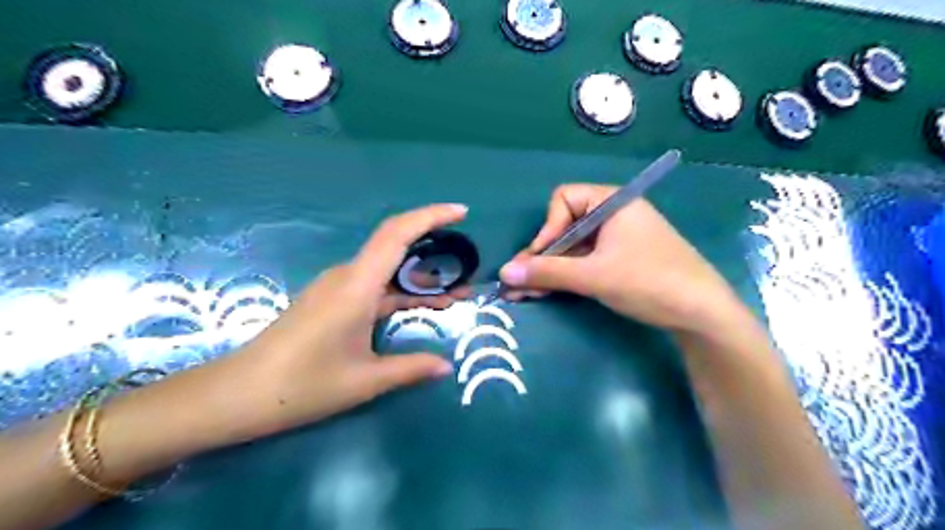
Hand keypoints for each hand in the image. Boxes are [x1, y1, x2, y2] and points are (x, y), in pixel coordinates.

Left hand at [232, 205, 468, 436]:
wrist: (237, 395)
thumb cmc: (301, 386)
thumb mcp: (364, 381)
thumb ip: (411, 368)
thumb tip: (447, 366)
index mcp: (356, 286)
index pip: (397, 234)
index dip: (430, 216)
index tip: (461, 213)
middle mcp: (348, 277)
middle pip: (397, 249)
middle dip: (436, 255)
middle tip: (467, 273)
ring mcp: (338, 287)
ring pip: (388, 271)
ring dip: (421, 279)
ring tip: (454, 295)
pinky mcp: (332, 300)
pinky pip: (375, 286)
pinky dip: (401, 293)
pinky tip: (420, 307)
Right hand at [497, 183, 750, 333]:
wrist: (702, 313)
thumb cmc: (648, 282)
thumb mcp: (593, 276)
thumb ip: (547, 272)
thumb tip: (503, 273)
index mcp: (612, 202)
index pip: (563, 200)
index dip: (547, 228)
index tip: (539, 258)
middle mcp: (614, 214)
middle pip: (565, 226)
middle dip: (542, 256)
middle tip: (521, 284)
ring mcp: (618, 238)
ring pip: (573, 247)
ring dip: (550, 269)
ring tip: (526, 294)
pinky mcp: (621, 259)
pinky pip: (585, 260)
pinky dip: (567, 275)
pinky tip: (548, 292)